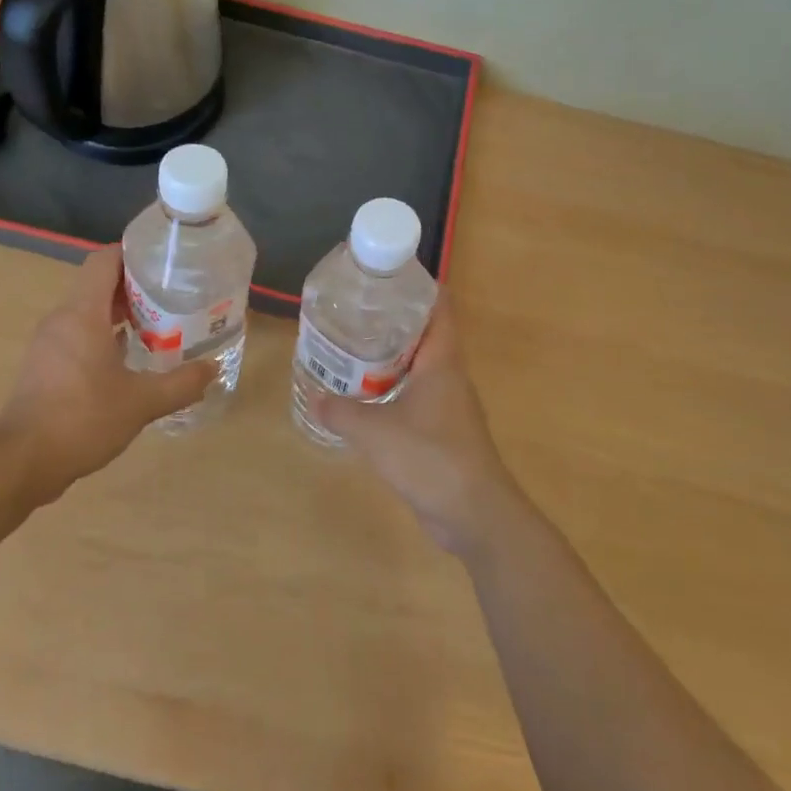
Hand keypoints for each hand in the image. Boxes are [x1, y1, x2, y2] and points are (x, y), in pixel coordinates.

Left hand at [0, 246, 214, 503]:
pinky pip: (78, 336)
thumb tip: (213, 369)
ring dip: (121, 314)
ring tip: (159, 326)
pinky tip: (129, 360)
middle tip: (173, 296)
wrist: (22, 462)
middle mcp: (62, 319)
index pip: (104, 261)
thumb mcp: (142, 402)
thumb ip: (181, 384)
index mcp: (82, 314)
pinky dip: (104, 336)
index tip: (164, 261)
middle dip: (135, 286)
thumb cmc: (82, 419)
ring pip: (88, 312)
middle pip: (98, 284)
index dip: (132, 253)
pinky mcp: (44, 366)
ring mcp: (49, 343)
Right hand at [307, 301, 520, 557]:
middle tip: (355, 313)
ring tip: (353, 351)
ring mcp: (449, 406)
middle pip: (425, 335)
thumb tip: (315, 397)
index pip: (440, 308)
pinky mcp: (444, 433)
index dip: (419, 286)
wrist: (474, 514)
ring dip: (391, 359)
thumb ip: (342, 413)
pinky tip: (366, 400)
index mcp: (442, 362)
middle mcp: (450, 377)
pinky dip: (394, 391)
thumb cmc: (430, 458)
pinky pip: (417, 399)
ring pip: (419, 369)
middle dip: (393, 322)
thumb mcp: (375, 432)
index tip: (387, 276)